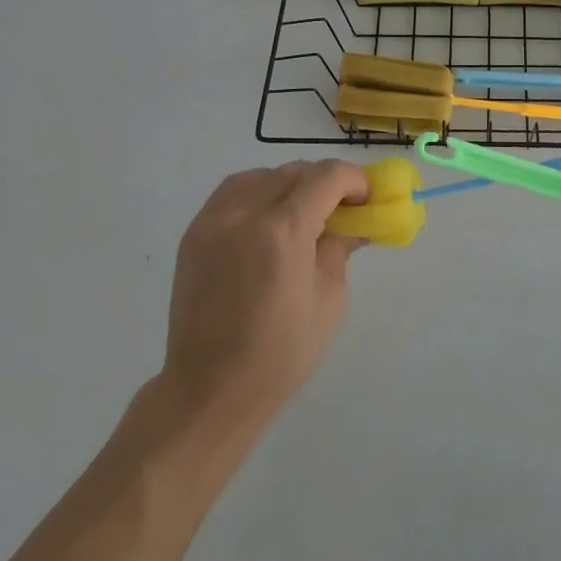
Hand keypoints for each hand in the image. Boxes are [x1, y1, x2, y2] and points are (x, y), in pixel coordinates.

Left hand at [159, 161, 369, 440]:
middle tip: (340, 212)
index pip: (327, 176)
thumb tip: (356, 221)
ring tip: (301, 216)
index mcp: (284, 230)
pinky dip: (258, 193)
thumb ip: (341, 246)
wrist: (209, 389)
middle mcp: (246, 212)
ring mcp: (214, 219)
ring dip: (290, 185)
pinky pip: (234, 191)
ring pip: (264, 175)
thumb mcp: (329, 298)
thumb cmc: (280, 353)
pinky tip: (268, 220)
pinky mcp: (195, 231)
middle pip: (296, 170)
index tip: (365, 201)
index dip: (354, 181)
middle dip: (325, 184)